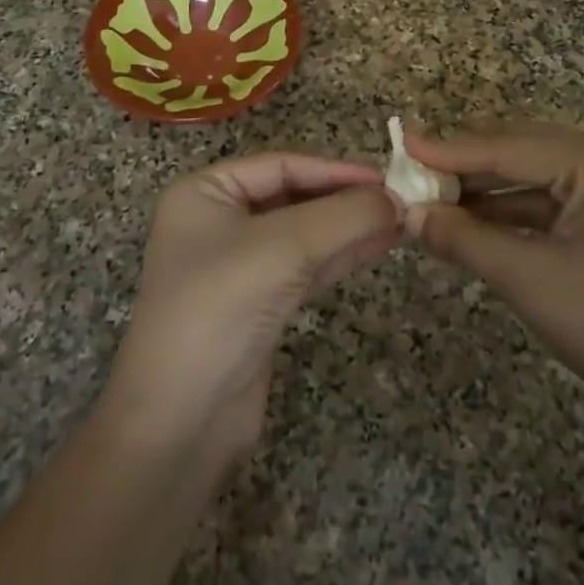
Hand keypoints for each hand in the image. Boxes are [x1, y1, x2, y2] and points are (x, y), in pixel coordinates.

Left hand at [103, 154, 399, 460]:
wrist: (182, 419)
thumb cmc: (221, 307)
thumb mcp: (284, 247)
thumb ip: (345, 216)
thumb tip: (397, 199)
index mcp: (205, 193)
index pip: (280, 165)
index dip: (335, 169)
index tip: (386, 179)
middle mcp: (218, 222)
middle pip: (294, 197)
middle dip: (345, 200)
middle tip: (401, 202)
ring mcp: (237, 266)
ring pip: (304, 234)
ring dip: (350, 228)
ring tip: (401, 222)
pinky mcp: (258, 304)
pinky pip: (305, 267)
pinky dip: (341, 256)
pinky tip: (379, 247)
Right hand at [408, 123, 583, 456]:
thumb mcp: (529, 280)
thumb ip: (464, 239)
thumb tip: (409, 214)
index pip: (509, 146)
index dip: (449, 149)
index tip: (400, 144)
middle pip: (523, 147)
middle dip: (467, 164)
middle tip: (413, 173)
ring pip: (538, 171)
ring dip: (488, 186)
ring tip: (435, 197)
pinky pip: (557, 194)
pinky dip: (516, 206)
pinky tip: (477, 218)